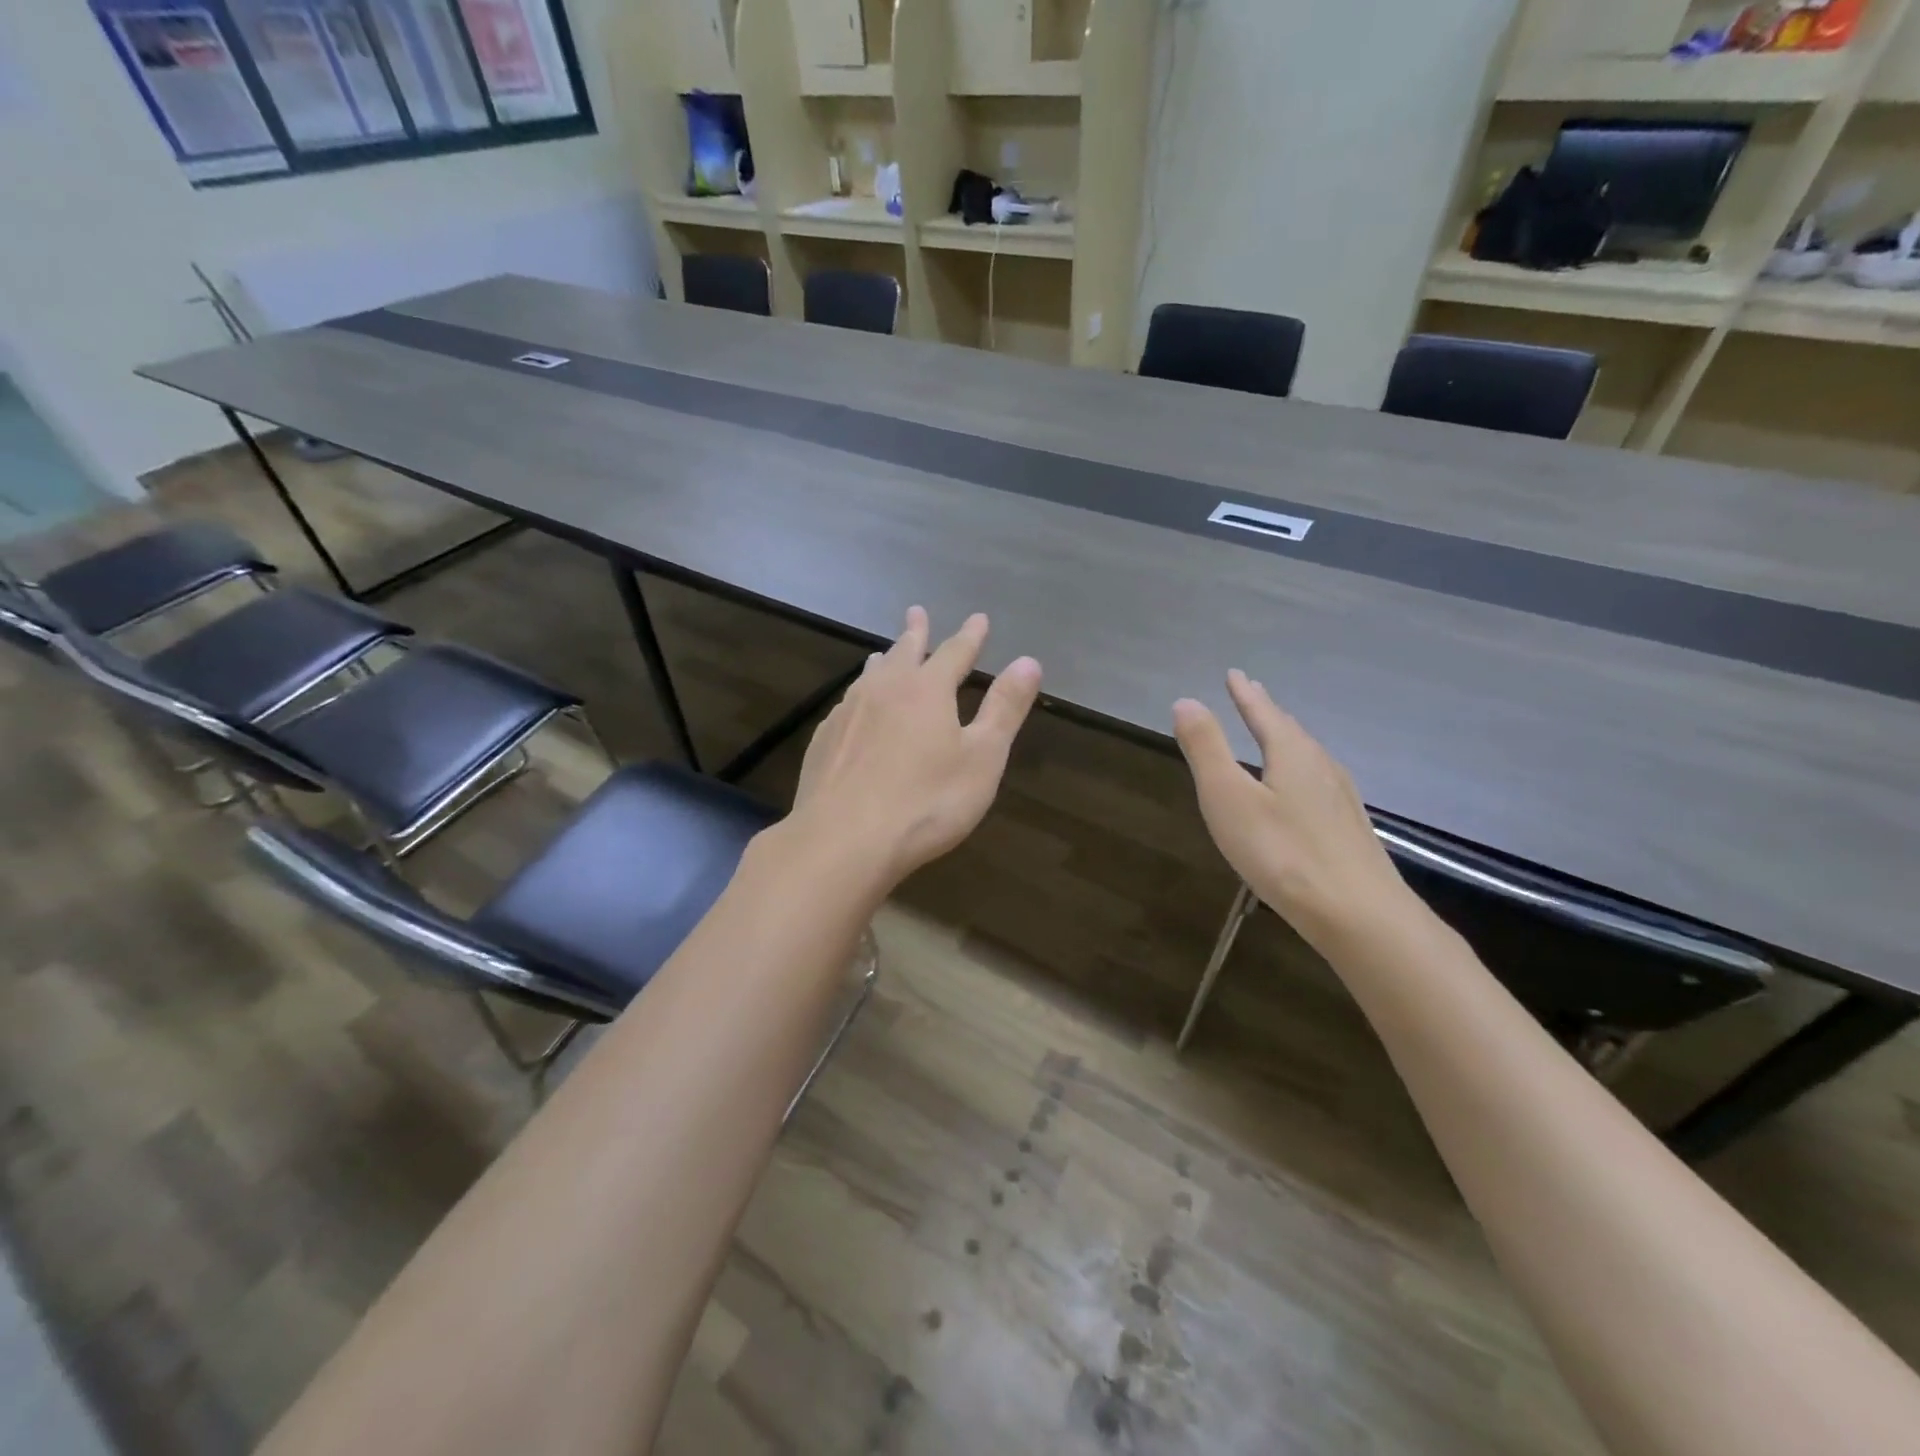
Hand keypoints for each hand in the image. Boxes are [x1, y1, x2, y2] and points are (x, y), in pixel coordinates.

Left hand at [789, 606, 1042, 886]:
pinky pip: (846, 706)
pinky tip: (854, 710)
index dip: (970, 636)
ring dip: (883, 661)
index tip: (978, 619)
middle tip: (917, 612)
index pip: (954, 652)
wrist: (843, 840)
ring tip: (883, 654)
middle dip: (916, 633)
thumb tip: (1028, 661)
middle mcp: (883, 690)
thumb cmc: (926, 802)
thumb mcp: (982, 759)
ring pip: (869, 676)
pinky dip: (859, 697)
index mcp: (926, 690)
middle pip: (903, 653)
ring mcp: (847, 714)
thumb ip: (1004, 708)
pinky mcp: (823, 742)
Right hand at [1173, 670, 1408, 949]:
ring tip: (1275, 735)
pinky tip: (1303, 791)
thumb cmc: (1282, 853)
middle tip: (1252, 694)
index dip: (1245, 694)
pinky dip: (1300, 771)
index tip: (1234, 673)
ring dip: (1286, 740)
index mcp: (1291, 754)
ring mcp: (1341, 799)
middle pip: (1290, 731)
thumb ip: (1207, 749)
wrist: (1359, 914)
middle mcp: (1321, 767)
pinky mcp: (1349, 829)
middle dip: (1267, 712)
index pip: (1264, 714)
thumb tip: (1187, 701)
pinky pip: (1318, 783)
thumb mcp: (1228, 798)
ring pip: (1308, 757)